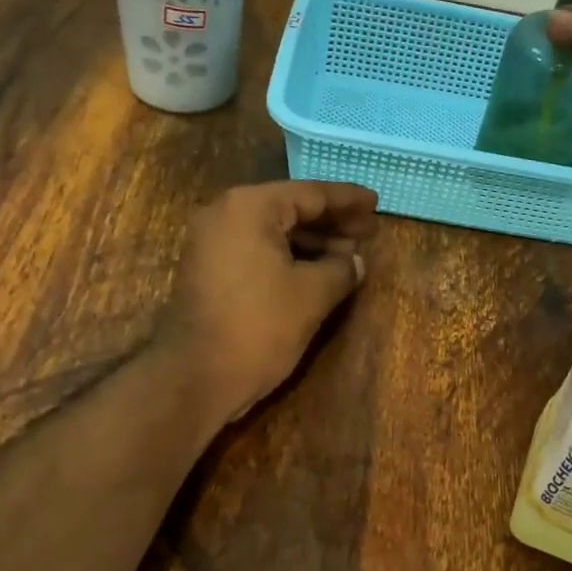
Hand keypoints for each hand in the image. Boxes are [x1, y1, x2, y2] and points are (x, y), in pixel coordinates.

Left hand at [155, 181, 379, 427]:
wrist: (196, 376)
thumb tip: (356, 262)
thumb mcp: (312, 295)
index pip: (310, 193)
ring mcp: (212, 242)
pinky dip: (288, 256)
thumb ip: (341, 269)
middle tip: (368, 231)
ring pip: (273, 230)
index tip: (375, 202)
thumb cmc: (259, 326)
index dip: (347, 200)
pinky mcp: (209, 269)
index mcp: (250, 207)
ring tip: (349, 255)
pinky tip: (317, 271)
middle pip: (289, 208)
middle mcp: (225, 213)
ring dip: (312, 241)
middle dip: (331, 221)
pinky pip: (257, 249)